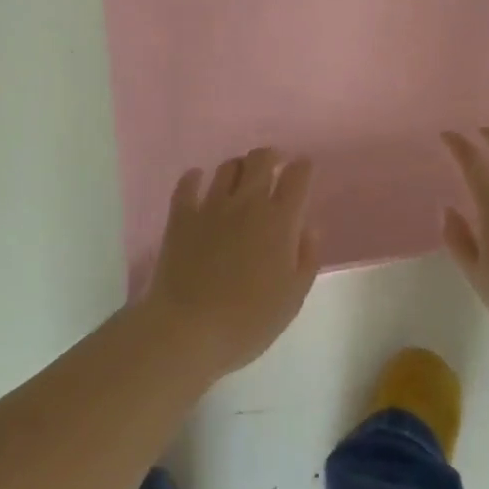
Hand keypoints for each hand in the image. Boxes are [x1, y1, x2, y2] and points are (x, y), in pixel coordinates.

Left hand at [144, 147, 318, 378]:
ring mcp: (211, 206)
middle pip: (261, 159)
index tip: (303, 169)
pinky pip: (188, 183)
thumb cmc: (247, 321)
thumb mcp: (292, 298)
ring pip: (228, 167)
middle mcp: (247, 203)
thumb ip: (306, 258)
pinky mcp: (181, 216)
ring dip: (239, 168)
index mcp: (279, 221)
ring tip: (241, 180)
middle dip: (271, 157)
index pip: (297, 176)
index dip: (302, 167)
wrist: (187, 331)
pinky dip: (195, 178)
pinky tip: (198, 182)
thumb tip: (307, 229)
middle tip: (274, 167)